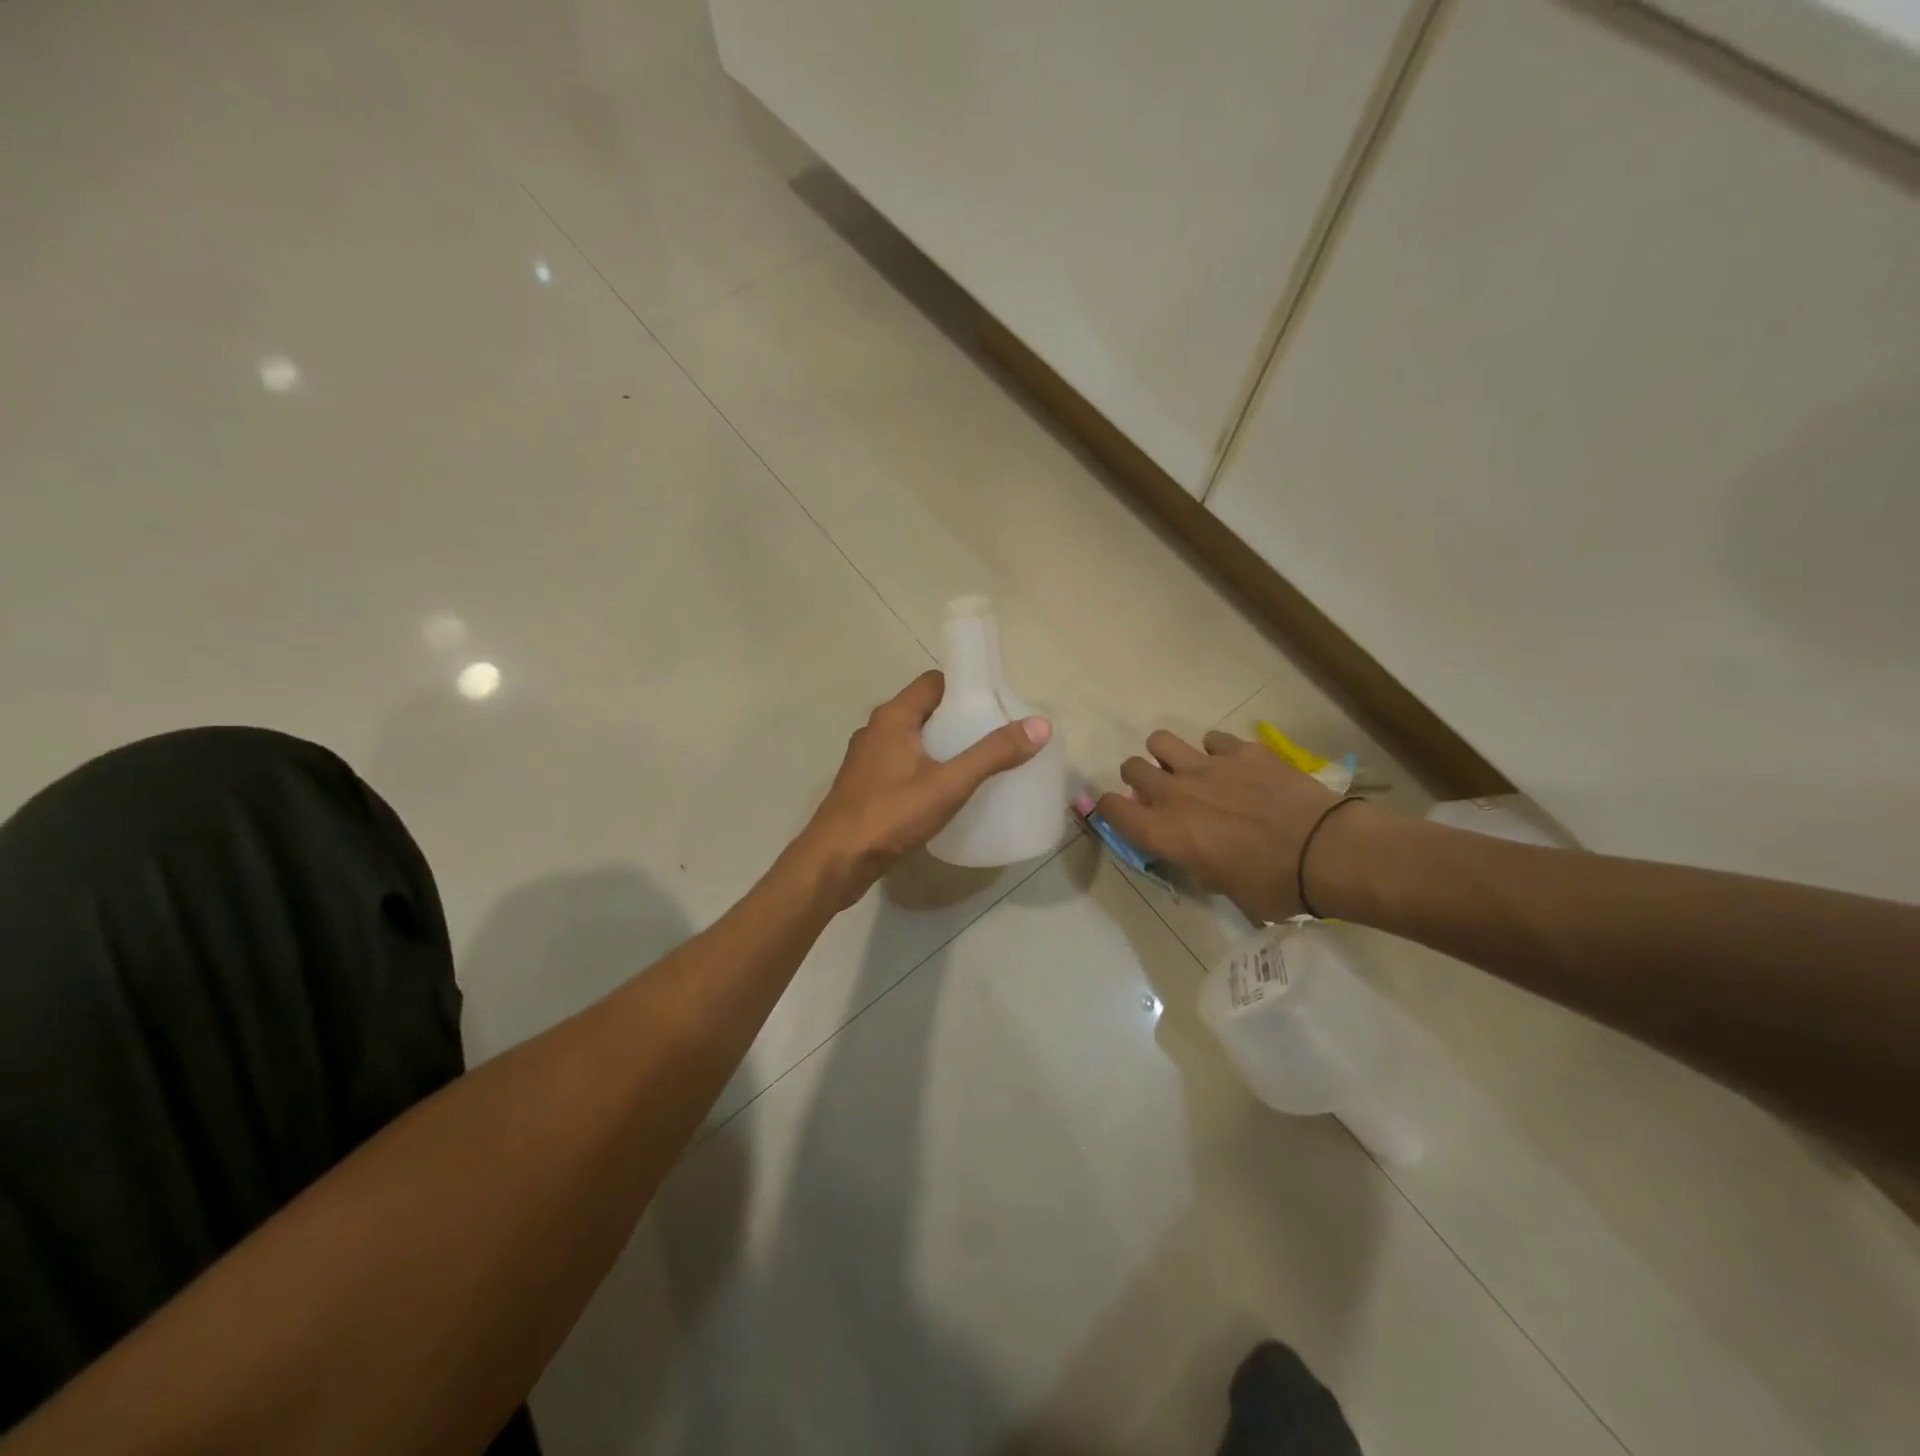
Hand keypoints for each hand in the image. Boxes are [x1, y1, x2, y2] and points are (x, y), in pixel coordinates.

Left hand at [801, 670, 1050, 907]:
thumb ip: (992, 755)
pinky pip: (903, 764)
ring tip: (978, 763)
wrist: (835, 862)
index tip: (998, 704)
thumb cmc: (889, 815)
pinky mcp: (866, 786)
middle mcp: (876, 730)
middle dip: (959, 719)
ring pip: (913, 739)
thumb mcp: (948, 784)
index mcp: (893, 717)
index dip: (966, 687)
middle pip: (925, 710)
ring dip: (942, 745)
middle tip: (996, 736)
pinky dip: (926, 767)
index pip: (934, 682)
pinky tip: (946, 792)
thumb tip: (1040, 726)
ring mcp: (867, 759)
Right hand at [1094, 729, 1360, 922]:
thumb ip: (1192, 861)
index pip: (1110, 808)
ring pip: (1161, 740)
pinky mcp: (1241, 750)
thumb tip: (1190, 849)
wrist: (1326, 852)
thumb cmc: (1271, 885)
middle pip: (1132, 767)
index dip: (1110, 810)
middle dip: (1140, 779)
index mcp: (1163, 832)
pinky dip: (1217, 752)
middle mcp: (1174, 792)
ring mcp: (1207, 765)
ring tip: (1189, 770)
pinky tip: (1235, 767)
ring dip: (1168, 756)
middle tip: (1162, 793)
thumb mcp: (1220, 886)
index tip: (1125, 815)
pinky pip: (1212, 739)